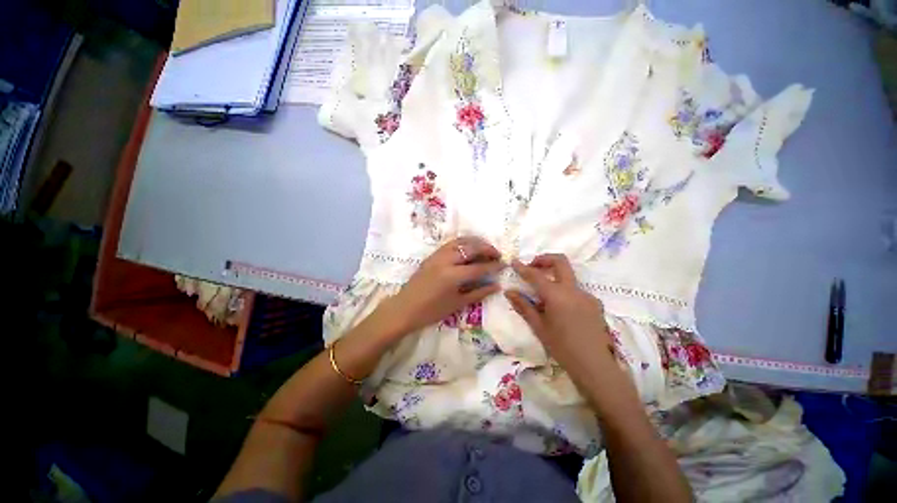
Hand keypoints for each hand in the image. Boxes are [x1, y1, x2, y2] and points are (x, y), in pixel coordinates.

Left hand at [382, 237, 503, 335]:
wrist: (404, 308)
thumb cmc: (431, 311)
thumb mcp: (457, 304)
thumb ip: (478, 293)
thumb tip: (496, 285)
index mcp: (453, 276)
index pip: (479, 267)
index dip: (493, 266)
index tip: (504, 264)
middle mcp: (446, 261)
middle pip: (471, 248)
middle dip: (487, 249)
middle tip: (497, 254)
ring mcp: (437, 255)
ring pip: (460, 241)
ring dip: (475, 242)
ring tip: (485, 247)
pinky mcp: (432, 255)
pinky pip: (451, 243)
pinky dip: (463, 242)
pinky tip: (469, 247)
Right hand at [505, 254, 614, 376]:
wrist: (595, 366)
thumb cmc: (562, 347)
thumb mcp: (539, 327)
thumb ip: (524, 306)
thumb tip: (509, 292)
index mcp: (557, 295)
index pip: (536, 275)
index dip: (523, 267)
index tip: (514, 262)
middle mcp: (573, 290)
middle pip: (560, 261)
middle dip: (544, 259)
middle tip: (532, 267)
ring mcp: (586, 295)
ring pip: (568, 277)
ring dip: (554, 277)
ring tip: (544, 297)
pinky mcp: (595, 303)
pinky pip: (576, 291)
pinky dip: (564, 292)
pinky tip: (561, 310)